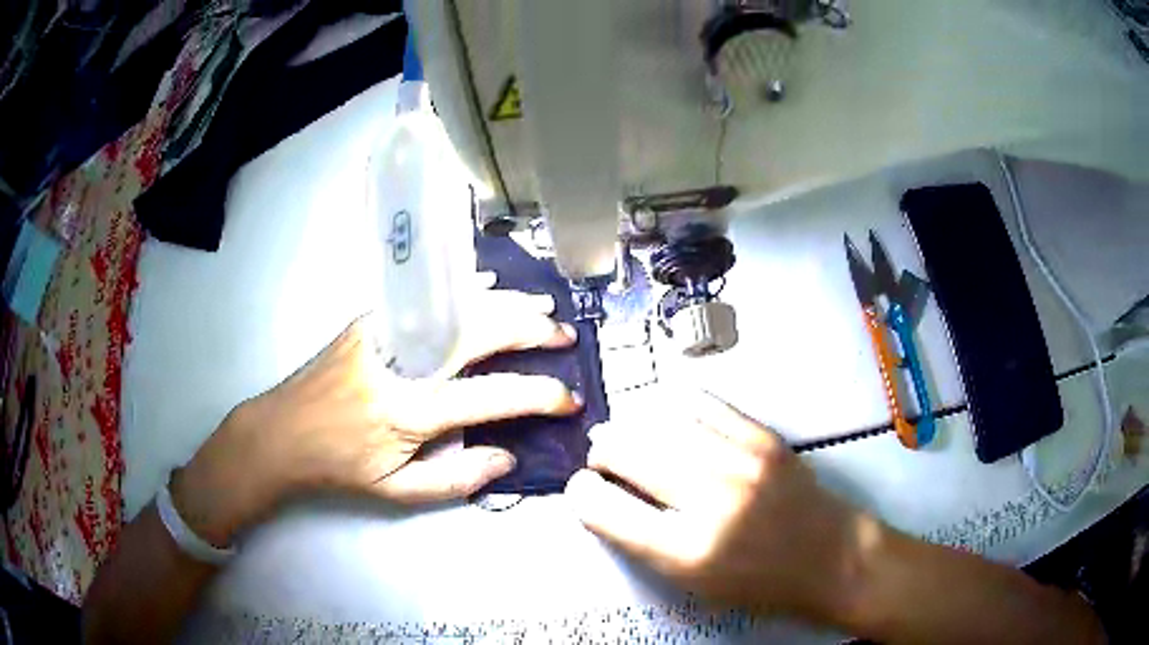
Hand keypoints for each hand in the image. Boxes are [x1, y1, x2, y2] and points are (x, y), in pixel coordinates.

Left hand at [172, 290, 580, 545]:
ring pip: (457, 307)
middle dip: (530, 331)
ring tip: (541, 303)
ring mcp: (385, 333)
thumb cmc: (339, 467)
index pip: (491, 397)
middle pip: (480, 333)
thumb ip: (456, 479)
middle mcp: (404, 363)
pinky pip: (426, 297)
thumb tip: (508, 458)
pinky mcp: (370, 319)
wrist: (280, 433)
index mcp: (412, 411)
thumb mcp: (396, 491)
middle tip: (563, 335)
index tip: (568, 399)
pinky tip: (487, 283)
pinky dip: (462, 289)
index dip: (538, 396)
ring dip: (505, 301)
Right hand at [565, 391, 880, 622]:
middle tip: (604, 462)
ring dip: (633, 426)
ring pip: (658, 420)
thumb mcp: (692, 585)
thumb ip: (643, 543)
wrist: (830, 557)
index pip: (603, 508)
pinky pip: (702, 403)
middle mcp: (710, 500)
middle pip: (625, 451)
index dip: (580, 494)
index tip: (583, 492)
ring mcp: (742, 460)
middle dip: (601, 453)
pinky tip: (667, 417)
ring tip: (632, 436)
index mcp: (686, 551)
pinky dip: (672, 407)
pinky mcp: (765, 437)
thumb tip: (605, 498)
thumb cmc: (758, 584)